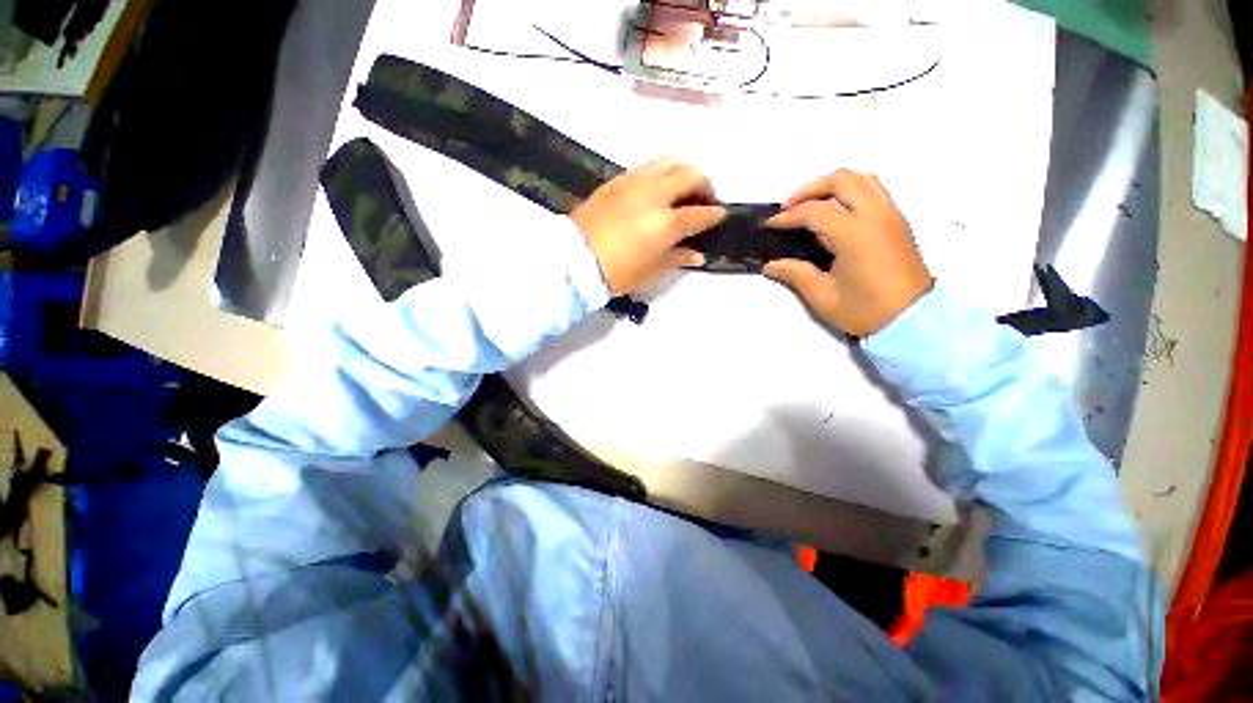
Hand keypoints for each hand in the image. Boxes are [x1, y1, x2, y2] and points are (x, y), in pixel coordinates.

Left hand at [571, 156, 725, 294]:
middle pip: (689, 175)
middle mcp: (654, 195)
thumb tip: (698, 254)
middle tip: (705, 199)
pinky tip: (657, 190)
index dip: (713, 214)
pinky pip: (647, 167)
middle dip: (705, 184)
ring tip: (683, 190)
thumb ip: (678, 258)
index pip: (699, 213)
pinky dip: (661, 173)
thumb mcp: (651, 272)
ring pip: (669, 161)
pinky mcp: (616, 181)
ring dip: (683, 172)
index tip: (719, 215)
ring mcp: (634, 183)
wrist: (574, 260)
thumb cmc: (617, 273)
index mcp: (665, 223)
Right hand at [764, 170, 932, 336]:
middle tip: (789, 209)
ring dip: (832, 186)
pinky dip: (849, 192)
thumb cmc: (865, 311)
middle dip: (809, 189)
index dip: (788, 216)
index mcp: (855, 234)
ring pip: (861, 179)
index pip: (815, 211)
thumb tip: (770, 265)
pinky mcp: (898, 221)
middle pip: (841, 180)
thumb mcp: (823, 297)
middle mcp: (875, 215)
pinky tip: (835, 215)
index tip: (770, 225)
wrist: (913, 321)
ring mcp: (891, 215)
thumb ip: (795, 274)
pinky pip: (873, 190)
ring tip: (811, 206)